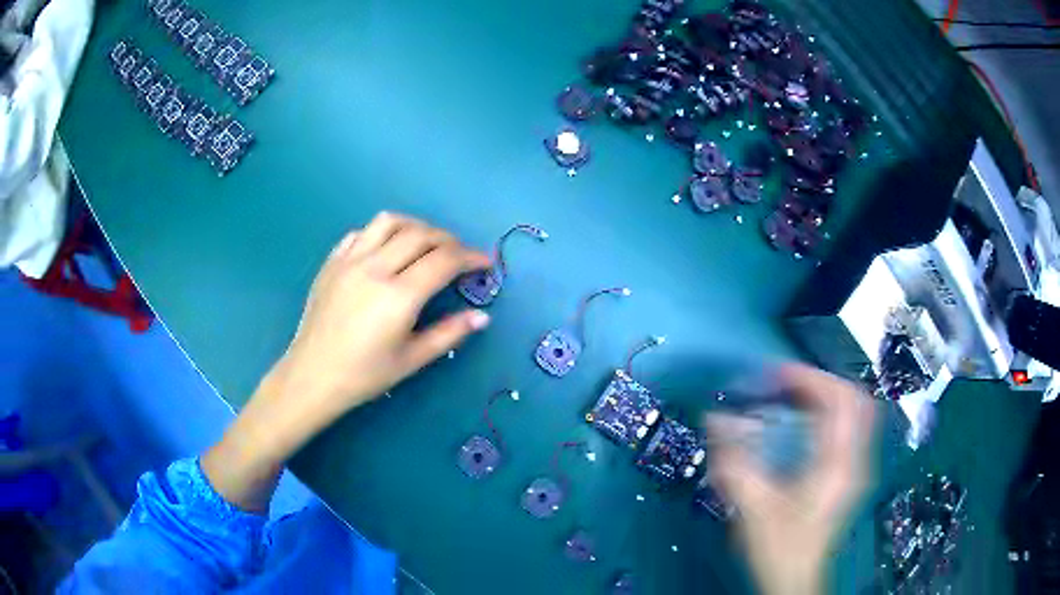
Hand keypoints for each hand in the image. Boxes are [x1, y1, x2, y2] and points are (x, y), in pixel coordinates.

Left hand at [203, 212, 491, 511]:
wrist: (312, 376)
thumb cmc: (364, 375)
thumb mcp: (412, 359)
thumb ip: (449, 334)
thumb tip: (482, 317)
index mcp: (399, 296)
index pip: (444, 260)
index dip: (471, 257)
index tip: (485, 263)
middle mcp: (375, 268)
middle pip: (421, 234)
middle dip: (448, 240)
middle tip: (459, 256)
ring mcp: (350, 260)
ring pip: (389, 222)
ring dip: (415, 226)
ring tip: (425, 244)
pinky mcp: (332, 262)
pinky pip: (361, 233)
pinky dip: (381, 233)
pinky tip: (386, 250)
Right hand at [705, 364, 875, 594]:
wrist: (794, 581)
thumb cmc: (779, 547)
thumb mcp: (753, 506)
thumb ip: (734, 461)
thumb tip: (713, 416)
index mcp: (839, 463)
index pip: (840, 400)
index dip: (809, 378)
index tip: (775, 375)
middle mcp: (855, 459)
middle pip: (854, 399)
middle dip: (820, 384)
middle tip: (785, 385)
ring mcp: (855, 468)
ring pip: (854, 413)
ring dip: (826, 398)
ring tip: (792, 399)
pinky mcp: (847, 477)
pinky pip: (848, 430)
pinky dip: (828, 417)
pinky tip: (803, 427)